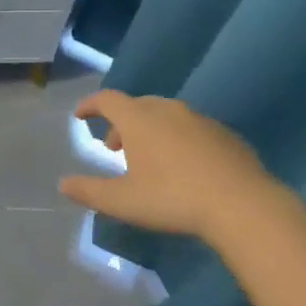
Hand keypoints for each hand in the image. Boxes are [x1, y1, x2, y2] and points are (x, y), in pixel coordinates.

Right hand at [60, 91, 284, 241]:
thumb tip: (63, 184)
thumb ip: (90, 191)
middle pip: (136, 105)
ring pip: (166, 115)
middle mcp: (167, 110)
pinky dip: (178, 139)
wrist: (242, 205)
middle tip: (114, 147)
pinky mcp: (225, 134)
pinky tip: (184, 167)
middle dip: (121, 122)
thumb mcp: (124, 202)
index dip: (90, 105)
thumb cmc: (173, 199)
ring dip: (150, 130)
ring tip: (149, 159)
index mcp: (139, 119)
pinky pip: (191, 129)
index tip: (80, 116)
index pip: (107, 99)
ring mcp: (199, 119)